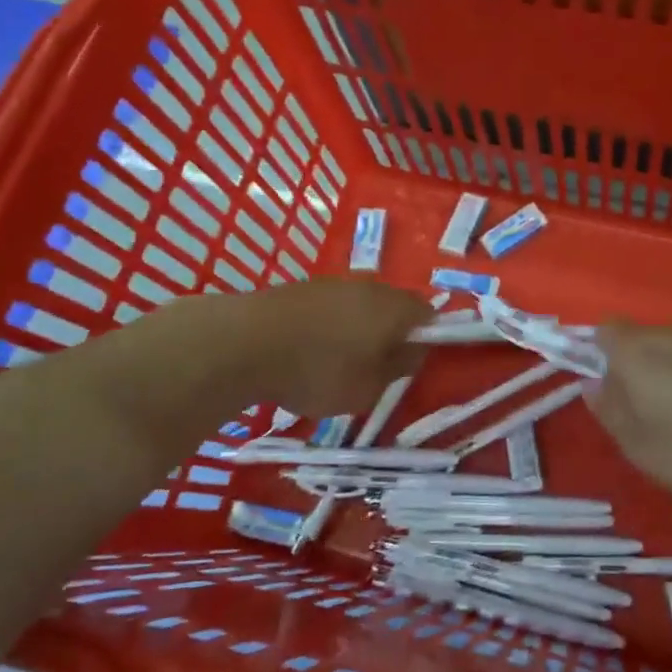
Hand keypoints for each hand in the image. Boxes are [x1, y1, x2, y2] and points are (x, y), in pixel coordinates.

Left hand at [72, 279, 428, 450]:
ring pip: (361, 306)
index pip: (430, 315)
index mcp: (395, 308)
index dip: (428, 339)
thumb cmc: (318, 370)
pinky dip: (329, 327)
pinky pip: (331, 307)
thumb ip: (399, 368)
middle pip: (394, 307)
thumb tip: (413, 351)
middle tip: (379, 366)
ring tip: (340, 362)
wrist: (242, 343)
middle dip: (392, 333)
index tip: (412, 364)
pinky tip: (310, 352)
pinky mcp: (301, 288)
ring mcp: (332, 283)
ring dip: (359, 330)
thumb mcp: (369, 387)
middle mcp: (370, 287)